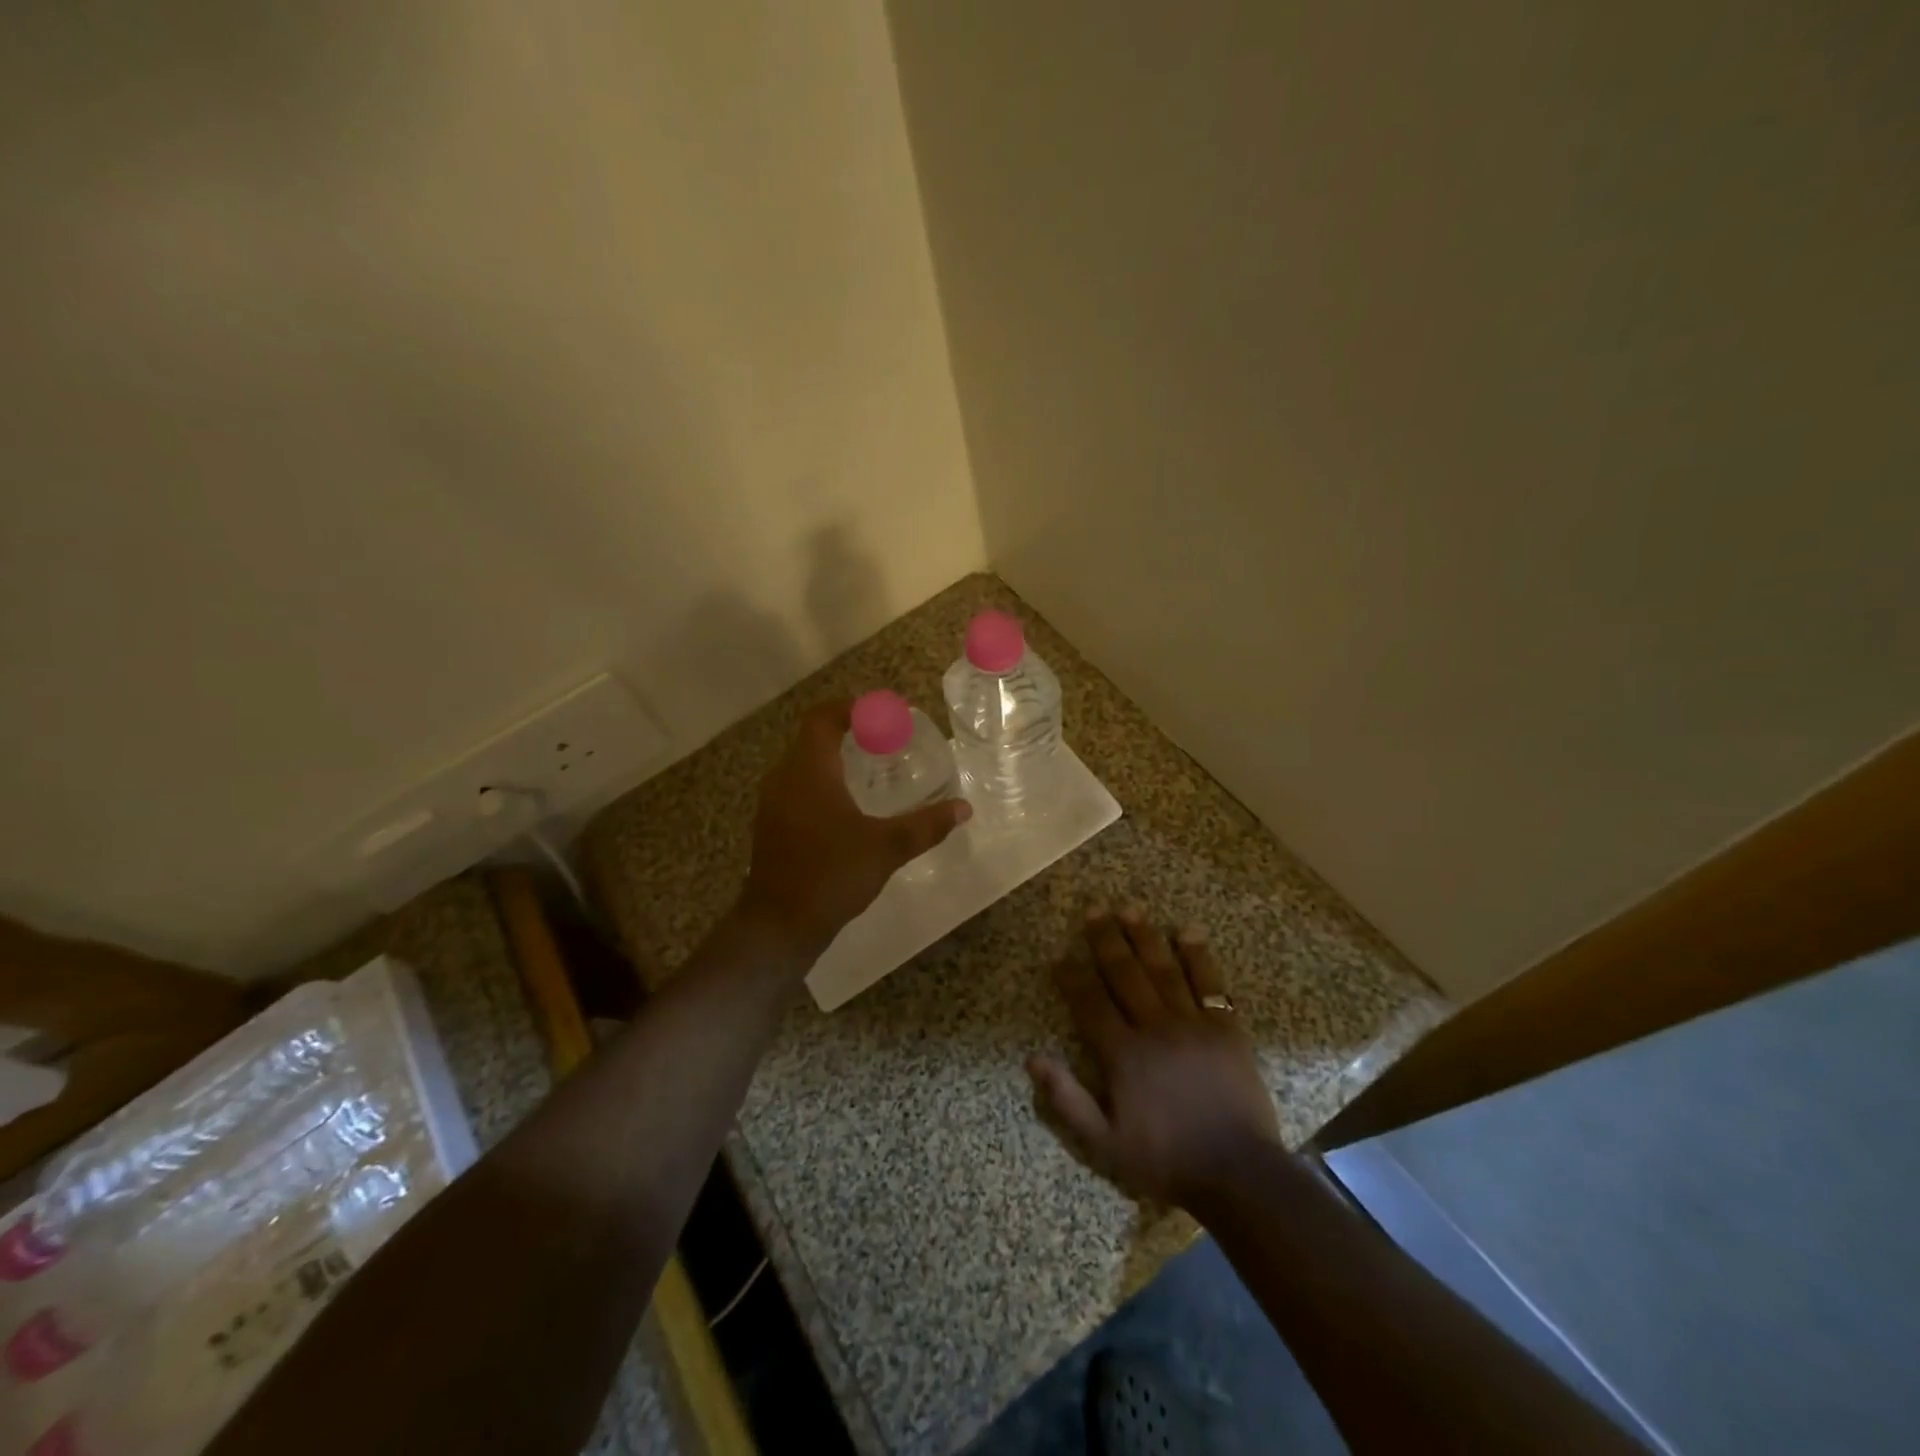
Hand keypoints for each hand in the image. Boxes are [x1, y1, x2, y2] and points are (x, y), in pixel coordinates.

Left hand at [738, 700, 970, 961]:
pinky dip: (823, 784)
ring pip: (804, 765)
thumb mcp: (887, 848)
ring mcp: (773, 803)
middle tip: (886, 742)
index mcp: (809, 770)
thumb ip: (925, 825)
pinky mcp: (771, 827)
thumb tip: (963, 808)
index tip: (883, 714)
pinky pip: (798, 789)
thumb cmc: (831, 875)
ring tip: (872, 771)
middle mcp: (784, 778)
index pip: (823, 717)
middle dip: (849, 734)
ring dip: (835, 760)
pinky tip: (848, 808)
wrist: (779, 925)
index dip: (852, 708)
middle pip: (813, 738)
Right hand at [1028, 907, 1279, 1206]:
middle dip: (1106, 941)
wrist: (1239, 1173)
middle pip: (1125, 975)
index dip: (1073, 978)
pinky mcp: (1226, 1028)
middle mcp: (1155, 1028)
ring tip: (1129, 909)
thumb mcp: (1105, 1144)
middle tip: (1094, 911)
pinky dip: (1197, 957)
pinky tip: (1186, 932)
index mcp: (1124, 1055)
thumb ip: (1067, 1100)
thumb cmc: (1166, 1159)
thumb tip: (1033, 1058)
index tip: (1060, 956)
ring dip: (1144, 938)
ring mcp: (1193, 1024)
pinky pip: (1210, 984)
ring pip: (1163, 970)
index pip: (1090, 1004)